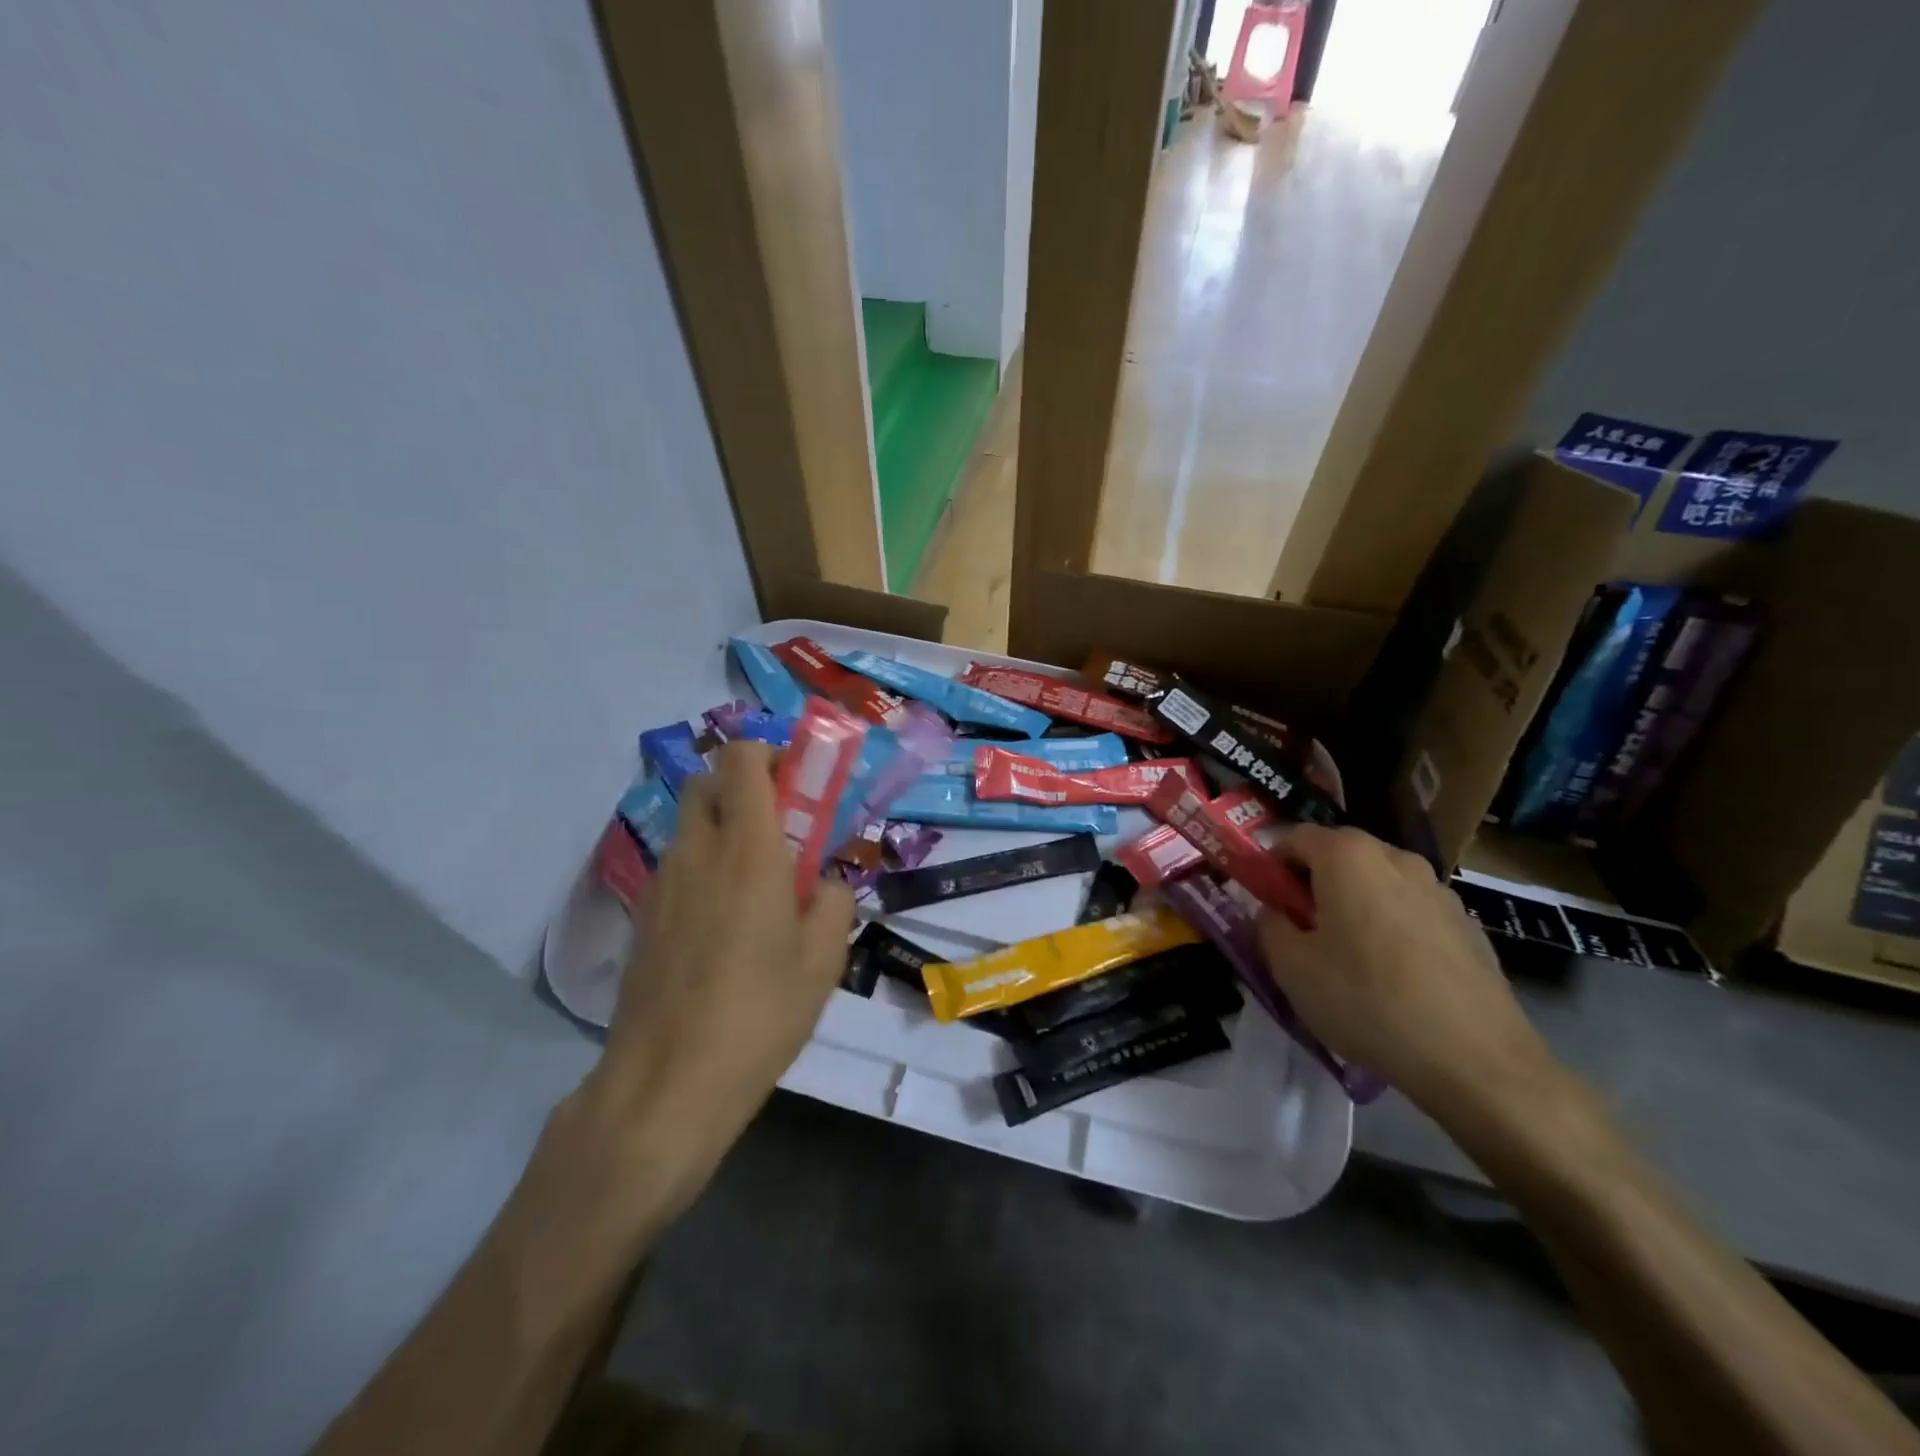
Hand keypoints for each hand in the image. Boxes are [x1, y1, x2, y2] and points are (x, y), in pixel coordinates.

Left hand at [551, 742, 854, 1240]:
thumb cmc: (759, 1014)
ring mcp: (661, 884)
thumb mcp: (823, 960)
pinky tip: (724, 926)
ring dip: (724, 829)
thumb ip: (832, 902)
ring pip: (690, 825)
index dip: (769, 753)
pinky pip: (677, 867)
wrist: (665, 1084)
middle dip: (744, 785)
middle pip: (707, 782)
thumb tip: (822, 881)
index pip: (741, 760)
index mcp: (747, 850)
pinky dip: (703, 867)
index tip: (799, 782)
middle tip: (782, 827)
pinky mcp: (643, 918)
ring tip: (757, 885)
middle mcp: (697, 852)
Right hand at [1256, 825, 1555, 1117]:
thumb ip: (1269, 927)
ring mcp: (1439, 890)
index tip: (1264, 900)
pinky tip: (1392, 977)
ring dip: (1355, 903)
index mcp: (1348, 857)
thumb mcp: (1291, 968)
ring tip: (1347, 955)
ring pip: (1379, 883)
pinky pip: (1412, 912)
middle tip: (1300, 927)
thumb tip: (1275, 914)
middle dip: (1314, 882)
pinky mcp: (1468, 926)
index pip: (1295, 837)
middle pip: (1340, 855)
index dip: (1271, 864)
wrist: (1477, 1060)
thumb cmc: (1367, 1000)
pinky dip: (1392, 927)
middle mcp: (1396, 859)